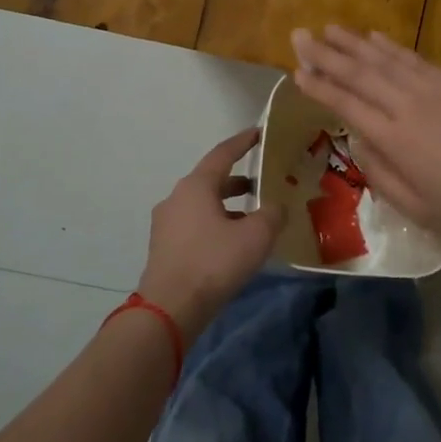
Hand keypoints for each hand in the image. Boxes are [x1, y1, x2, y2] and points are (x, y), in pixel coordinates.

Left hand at [137, 129, 284, 343]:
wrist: (170, 308)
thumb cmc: (214, 262)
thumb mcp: (256, 236)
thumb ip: (272, 214)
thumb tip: (277, 207)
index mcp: (196, 186)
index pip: (222, 154)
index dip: (243, 142)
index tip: (258, 133)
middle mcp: (176, 197)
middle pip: (211, 180)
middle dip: (237, 181)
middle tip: (261, 184)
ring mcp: (166, 223)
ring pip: (202, 204)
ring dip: (227, 206)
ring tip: (251, 218)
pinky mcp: (163, 247)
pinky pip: (194, 225)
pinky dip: (215, 224)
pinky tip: (231, 243)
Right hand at [291, 26, 440, 247]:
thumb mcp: (419, 209)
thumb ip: (381, 175)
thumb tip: (359, 142)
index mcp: (395, 139)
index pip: (346, 104)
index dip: (319, 86)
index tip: (296, 71)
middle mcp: (408, 105)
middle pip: (359, 73)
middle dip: (325, 53)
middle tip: (299, 35)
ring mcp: (433, 88)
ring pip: (384, 59)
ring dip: (353, 43)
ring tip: (329, 28)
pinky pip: (415, 58)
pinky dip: (391, 46)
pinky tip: (375, 37)